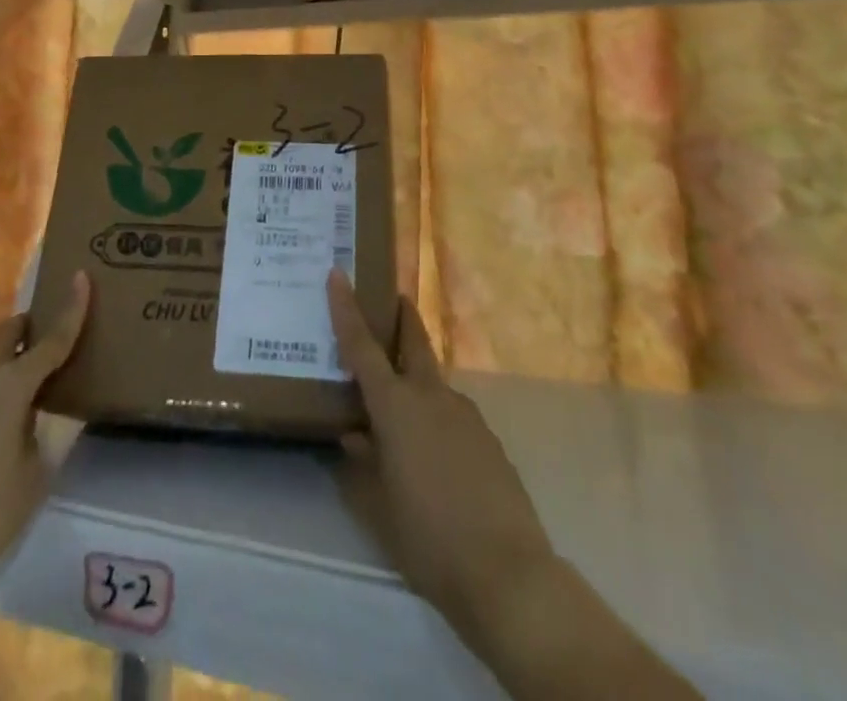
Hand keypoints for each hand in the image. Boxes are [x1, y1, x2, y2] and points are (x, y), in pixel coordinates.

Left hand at [0, 271, 90, 592]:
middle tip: (56, 337)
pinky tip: (6, 414)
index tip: (82, 276)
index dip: (72, 308)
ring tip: (35, 377)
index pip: (51, 339)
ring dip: (12, 353)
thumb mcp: (33, 475)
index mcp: (11, 385)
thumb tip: (37, 419)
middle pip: (8, 333)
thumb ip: (42, 436)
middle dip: (32, 326)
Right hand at [326, 270, 553, 639]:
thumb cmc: (428, 537)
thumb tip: (353, 437)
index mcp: (396, 405)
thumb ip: (361, 464)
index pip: (362, 345)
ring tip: (401, 416)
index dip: (346, 308)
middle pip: (414, 341)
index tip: (337, 273)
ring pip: (433, 383)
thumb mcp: (378, 506)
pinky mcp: (489, 440)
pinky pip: (452, 415)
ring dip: (417, 381)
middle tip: (392, 299)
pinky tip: (434, 457)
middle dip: (402, 317)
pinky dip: (436, 418)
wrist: (509, 574)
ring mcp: (466, 415)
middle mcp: (431, 397)